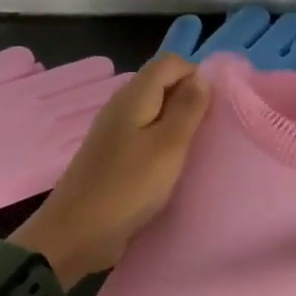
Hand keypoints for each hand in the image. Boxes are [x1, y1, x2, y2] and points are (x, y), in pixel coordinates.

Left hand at [15, 53, 210, 285]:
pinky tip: (176, 165)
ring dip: (179, 123)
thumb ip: (187, 109)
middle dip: (190, 98)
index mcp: (133, 96)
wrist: (77, 232)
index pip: (170, 62)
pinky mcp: (113, 158)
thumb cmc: (128, 186)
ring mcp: (115, 133)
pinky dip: (164, 144)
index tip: (219, 105)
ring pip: (154, 112)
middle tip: (214, 128)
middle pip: (162, 85)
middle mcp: (122, 107)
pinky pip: (145, 137)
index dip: (197, 74)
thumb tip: (202, 77)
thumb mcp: (168, 146)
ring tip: (200, 147)